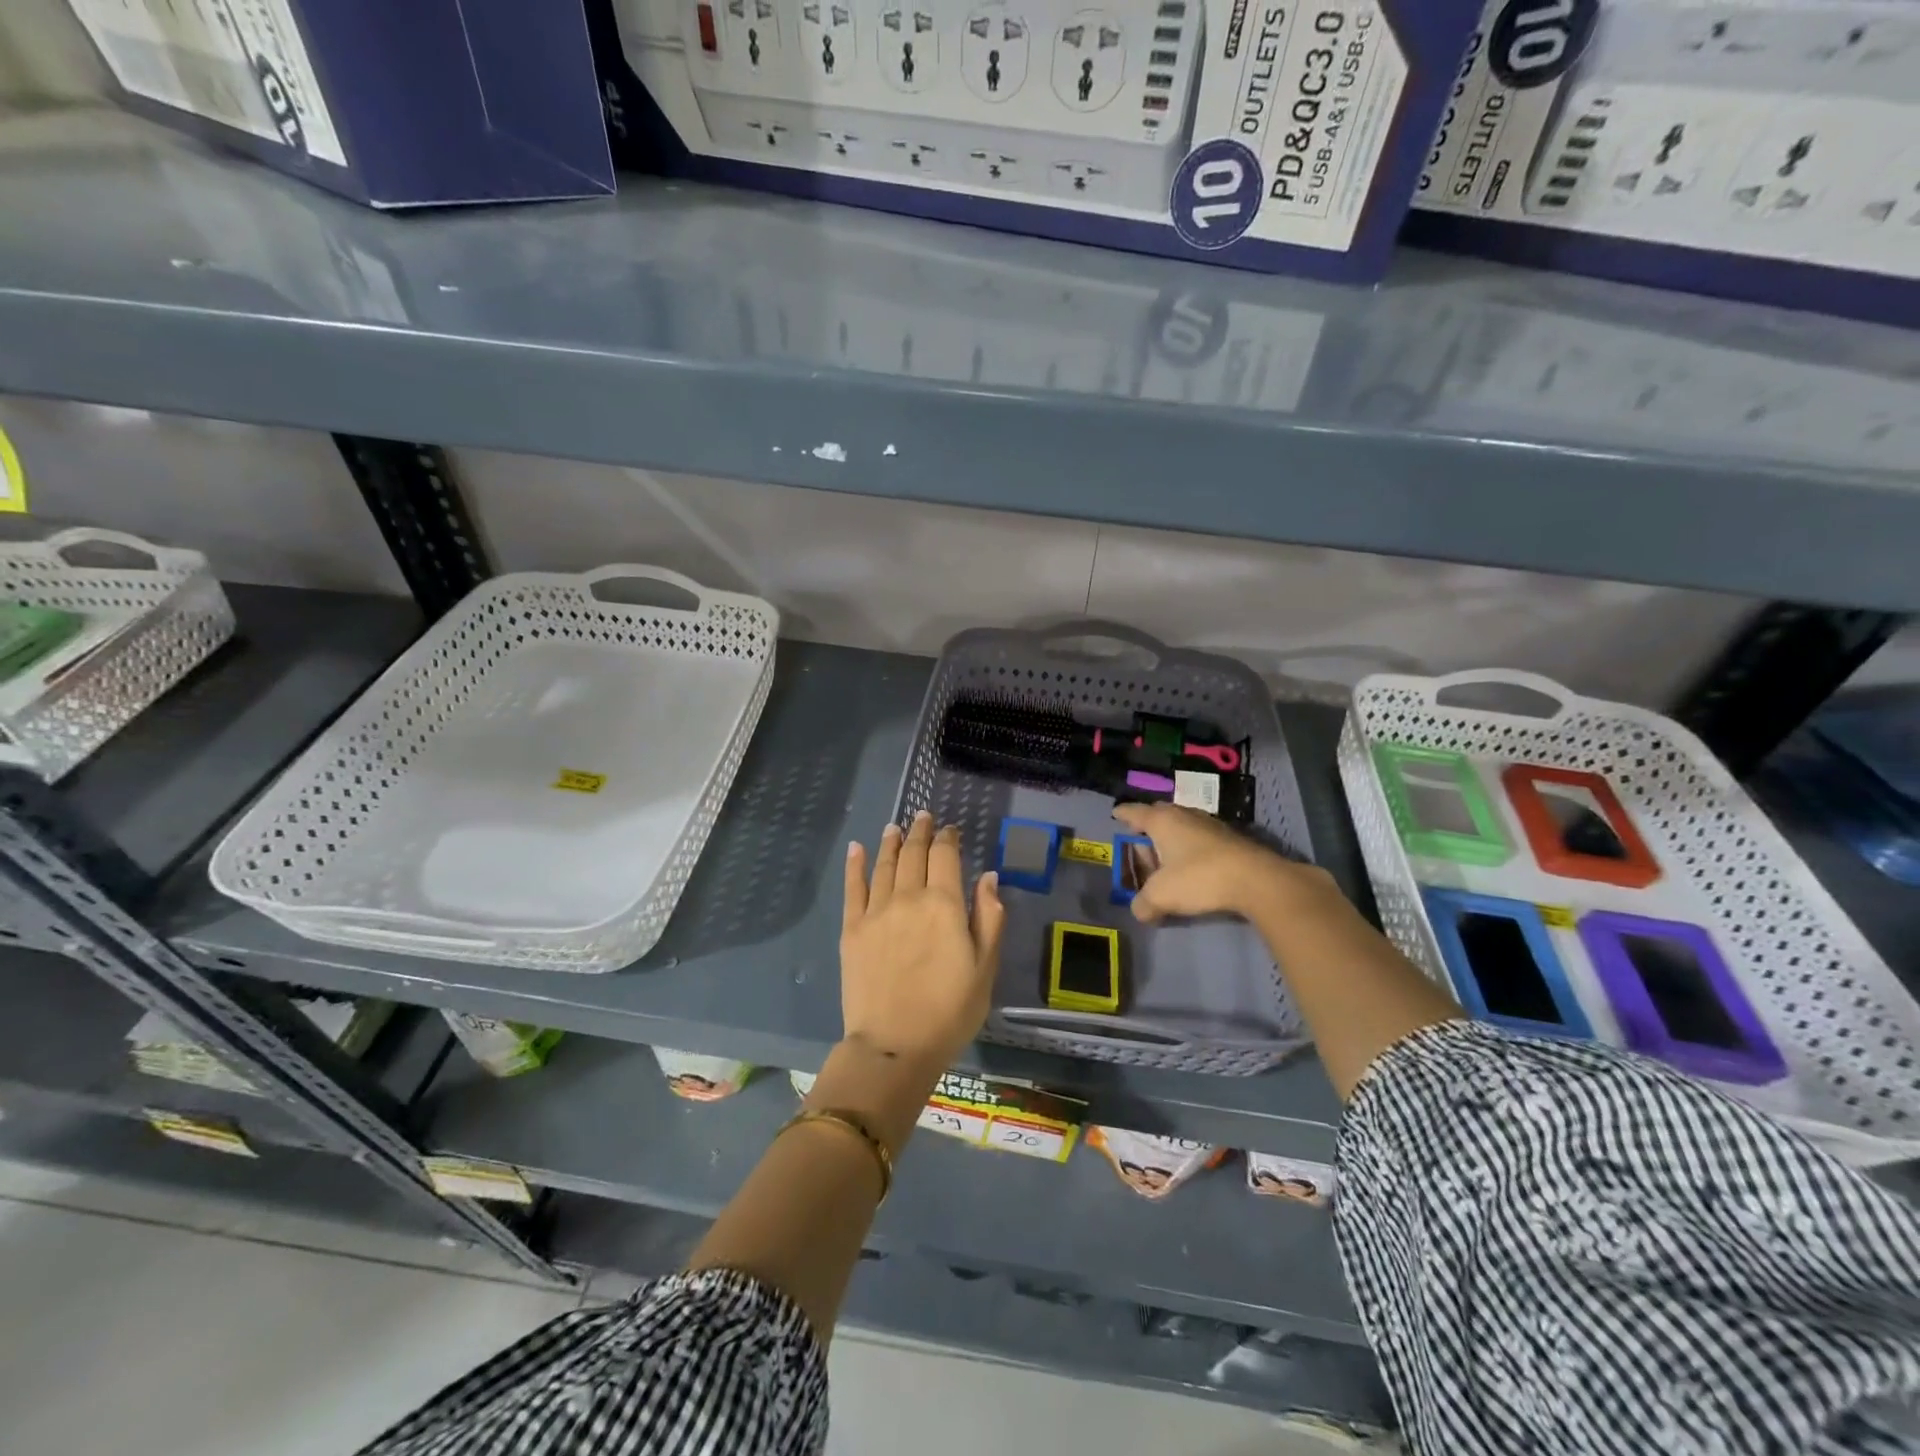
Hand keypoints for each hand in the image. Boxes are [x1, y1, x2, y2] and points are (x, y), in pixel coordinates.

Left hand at [841, 811, 1003, 1071]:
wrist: (894, 1046)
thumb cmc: (950, 1011)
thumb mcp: (985, 968)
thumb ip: (989, 918)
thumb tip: (988, 876)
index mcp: (945, 905)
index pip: (946, 856)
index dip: (948, 838)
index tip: (950, 829)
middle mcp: (909, 898)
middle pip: (914, 854)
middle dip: (920, 832)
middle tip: (922, 816)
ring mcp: (876, 911)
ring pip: (885, 865)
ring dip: (891, 842)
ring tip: (895, 827)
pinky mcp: (852, 929)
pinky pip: (853, 888)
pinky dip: (855, 864)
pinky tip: (857, 848)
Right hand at [1111, 802, 1316, 922]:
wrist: (1256, 880)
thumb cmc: (1199, 878)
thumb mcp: (1162, 896)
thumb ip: (1144, 903)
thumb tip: (1139, 911)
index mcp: (1162, 821)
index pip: (1135, 812)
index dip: (1123, 814)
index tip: (1115, 814)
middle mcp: (1184, 815)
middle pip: (1159, 814)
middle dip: (1147, 825)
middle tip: (1139, 838)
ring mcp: (1210, 824)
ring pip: (1182, 824)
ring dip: (1171, 837)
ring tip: (1165, 855)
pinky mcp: (1230, 838)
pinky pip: (1200, 837)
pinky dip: (1191, 847)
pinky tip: (1192, 865)